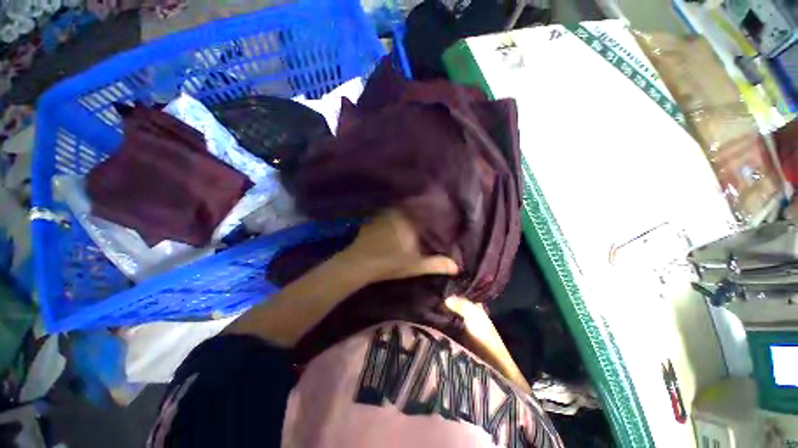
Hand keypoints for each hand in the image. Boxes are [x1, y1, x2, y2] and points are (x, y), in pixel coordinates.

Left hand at [339, 209, 459, 282]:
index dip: (433, 206)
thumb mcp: (415, 265)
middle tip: (428, 208)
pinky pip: (388, 213)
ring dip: (407, 208)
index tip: (440, 205)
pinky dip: (394, 214)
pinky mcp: (373, 220)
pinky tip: (395, 220)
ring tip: (414, 212)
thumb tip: (457, 266)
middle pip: (412, 205)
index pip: (424, 208)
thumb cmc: (389, 263)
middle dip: (420, 205)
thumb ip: (436, 264)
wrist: (358, 263)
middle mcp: (396, 214)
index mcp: (409, 222)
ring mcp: (383, 216)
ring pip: (399, 208)